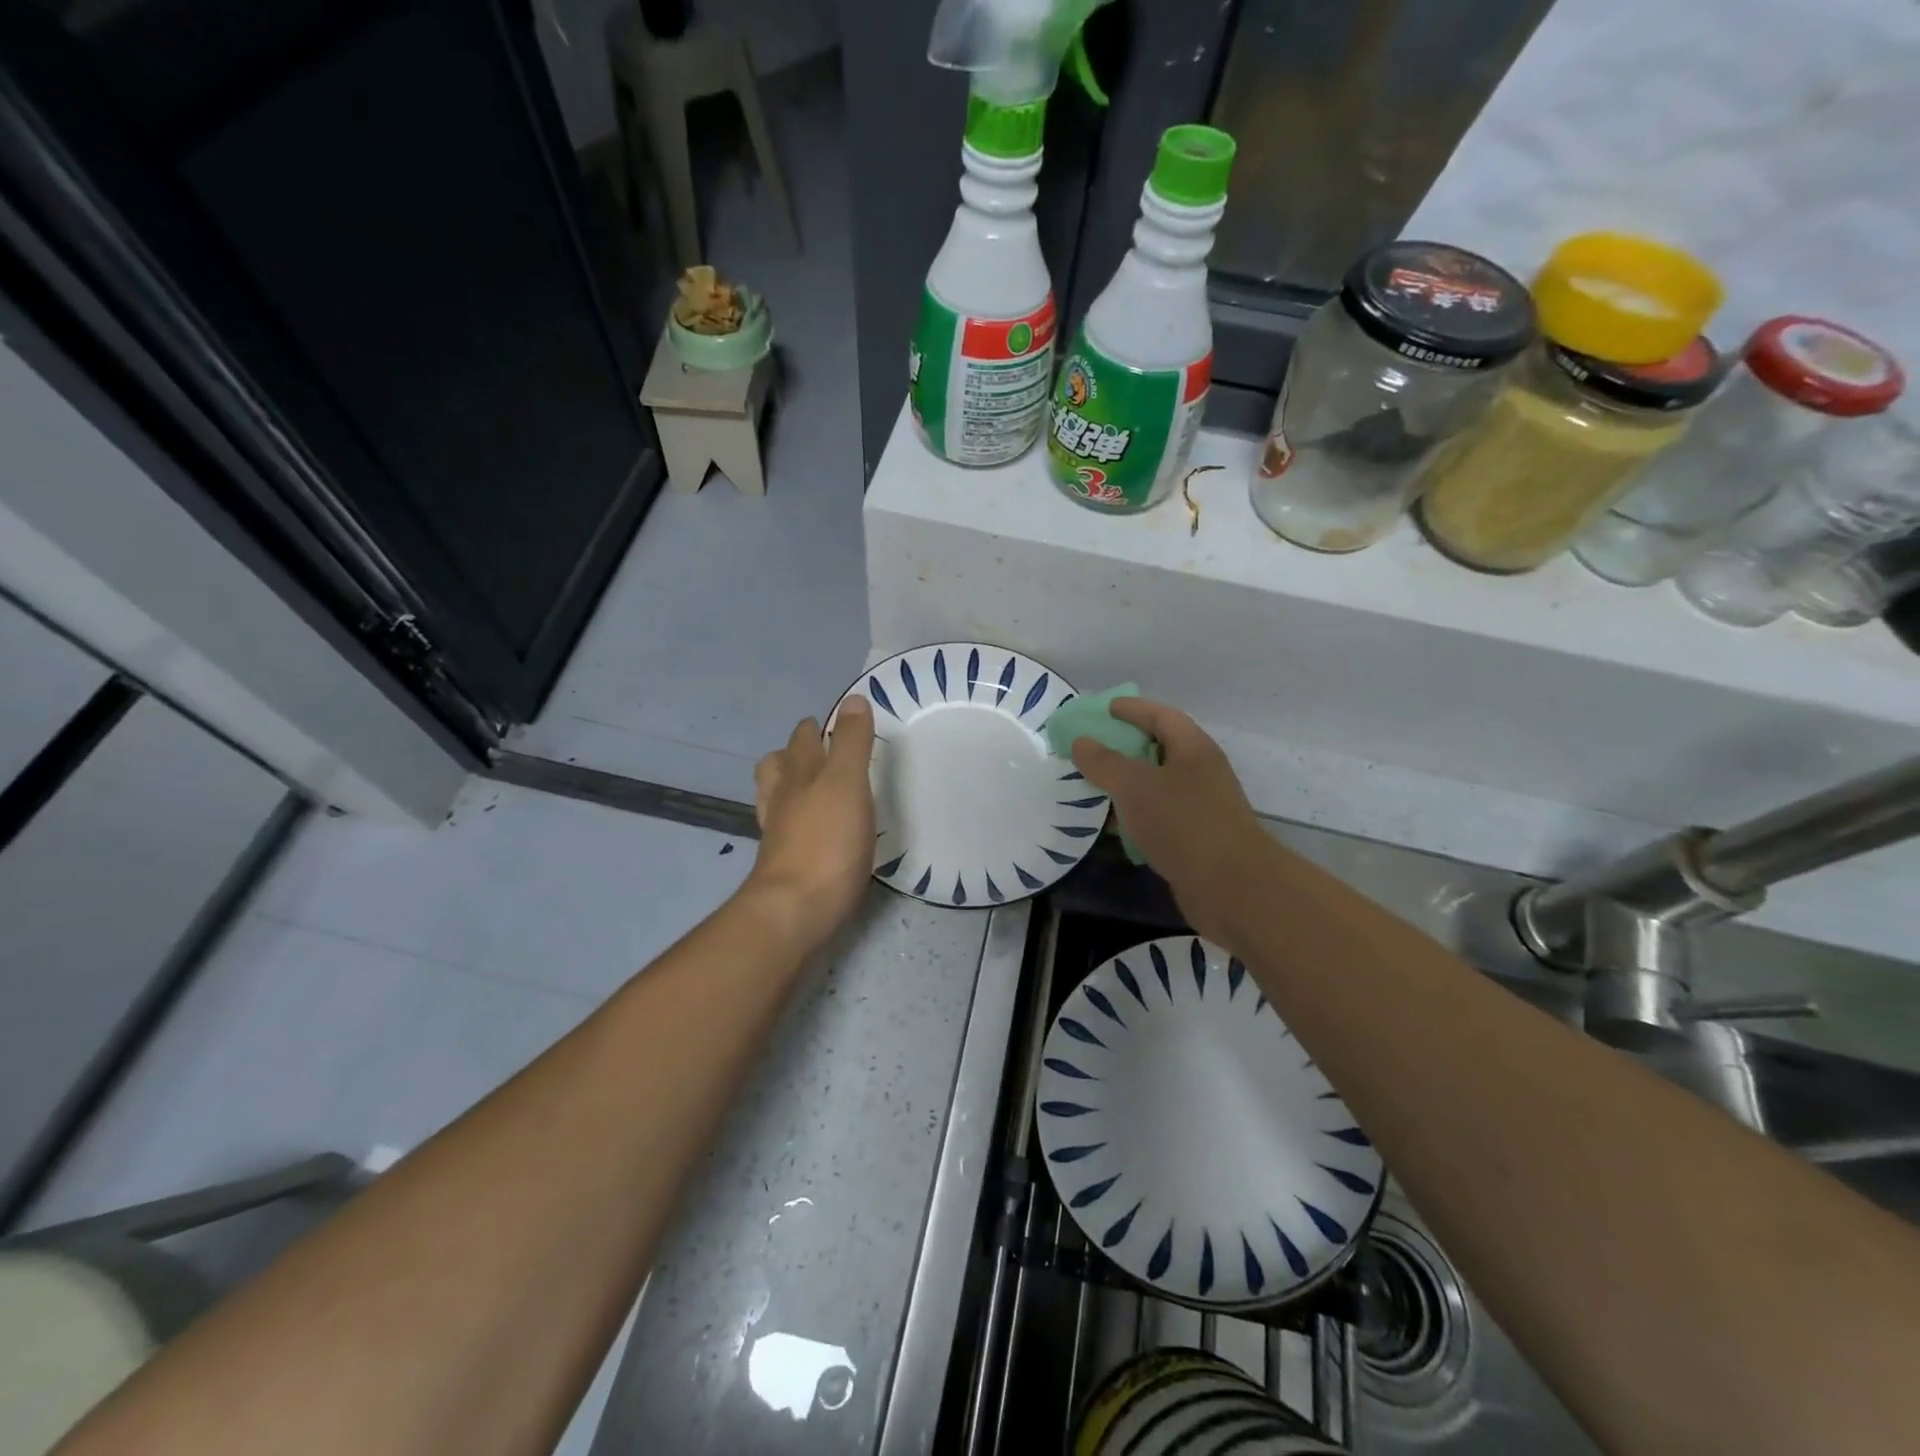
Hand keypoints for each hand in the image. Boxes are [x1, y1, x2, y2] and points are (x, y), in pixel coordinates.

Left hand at [746, 696, 875, 952]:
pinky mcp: (785, 866)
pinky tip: (813, 832)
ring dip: (789, 788)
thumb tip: (853, 700)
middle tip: (815, 753)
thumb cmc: (827, 842)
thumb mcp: (847, 783)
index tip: (828, 725)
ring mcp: (779, 835)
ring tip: (809, 788)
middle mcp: (783, 800)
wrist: (796, 911)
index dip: (813, 729)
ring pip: (776, 800)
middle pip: (776, 768)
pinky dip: (797, 824)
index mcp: (798, 775)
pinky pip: (787, 833)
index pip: (801, 741)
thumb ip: (852, 743)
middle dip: (792, 755)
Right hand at [1069, 698, 1275, 951]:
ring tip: (1092, 785)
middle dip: (1125, 746)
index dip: (1133, 709)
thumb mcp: (1136, 786)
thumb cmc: (1184, 824)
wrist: (1231, 888)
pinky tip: (1111, 825)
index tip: (1104, 709)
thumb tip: (1081, 742)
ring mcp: (1199, 808)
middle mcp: (1200, 773)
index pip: (1162, 716)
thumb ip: (1105, 762)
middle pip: (1159, 749)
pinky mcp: (1193, 840)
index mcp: (1193, 749)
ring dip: (1126, 784)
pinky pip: (1157, 817)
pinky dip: (1134, 816)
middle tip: (1090, 748)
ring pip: (1156, 786)